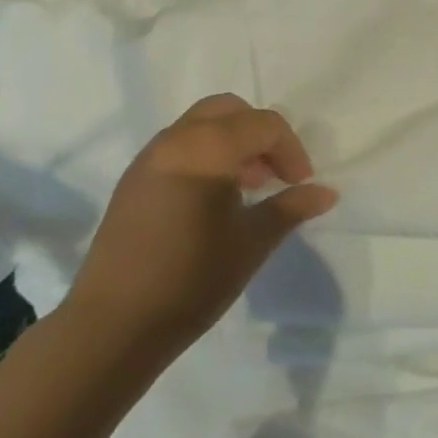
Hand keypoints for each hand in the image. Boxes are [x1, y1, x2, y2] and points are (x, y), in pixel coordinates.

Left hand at [66, 94, 337, 364]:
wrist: (112, 327)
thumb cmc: (191, 280)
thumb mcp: (251, 243)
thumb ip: (290, 208)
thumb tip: (326, 192)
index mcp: (208, 147)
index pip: (264, 124)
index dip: (291, 149)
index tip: (301, 184)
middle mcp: (176, 139)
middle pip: (229, 110)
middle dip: (259, 134)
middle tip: (274, 174)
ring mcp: (149, 157)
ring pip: (201, 124)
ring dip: (232, 141)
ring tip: (247, 187)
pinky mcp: (133, 179)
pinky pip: (179, 145)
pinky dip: (205, 154)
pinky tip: (212, 199)